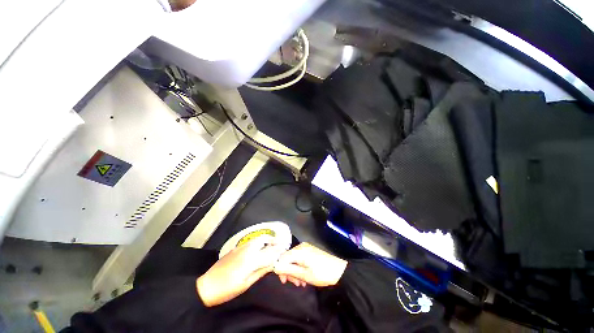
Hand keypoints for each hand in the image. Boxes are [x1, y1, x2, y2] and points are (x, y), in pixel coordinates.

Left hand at [196, 236, 283, 306]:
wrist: (207, 286)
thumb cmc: (227, 289)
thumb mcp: (246, 284)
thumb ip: (260, 272)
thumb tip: (272, 265)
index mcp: (250, 260)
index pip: (268, 253)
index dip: (278, 251)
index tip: (284, 248)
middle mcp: (246, 250)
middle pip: (263, 240)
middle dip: (272, 240)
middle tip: (279, 244)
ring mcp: (240, 247)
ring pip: (256, 239)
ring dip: (265, 240)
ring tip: (270, 245)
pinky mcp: (235, 248)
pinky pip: (250, 242)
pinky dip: (258, 242)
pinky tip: (258, 248)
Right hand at [274, 243, 347, 286]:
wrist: (339, 271)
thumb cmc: (322, 274)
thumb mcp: (304, 274)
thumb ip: (289, 269)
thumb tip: (275, 267)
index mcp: (299, 251)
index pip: (283, 257)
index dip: (281, 269)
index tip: (284, 281)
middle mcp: (301, 246)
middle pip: (288, 258)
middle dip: (289, 272)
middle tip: (295, 284)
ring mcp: (306, 248)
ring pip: (294, 259)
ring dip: (295, 272)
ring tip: (301, 283)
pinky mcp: (309, 250)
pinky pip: (300, 258)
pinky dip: (300, 268)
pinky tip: (304, 277)